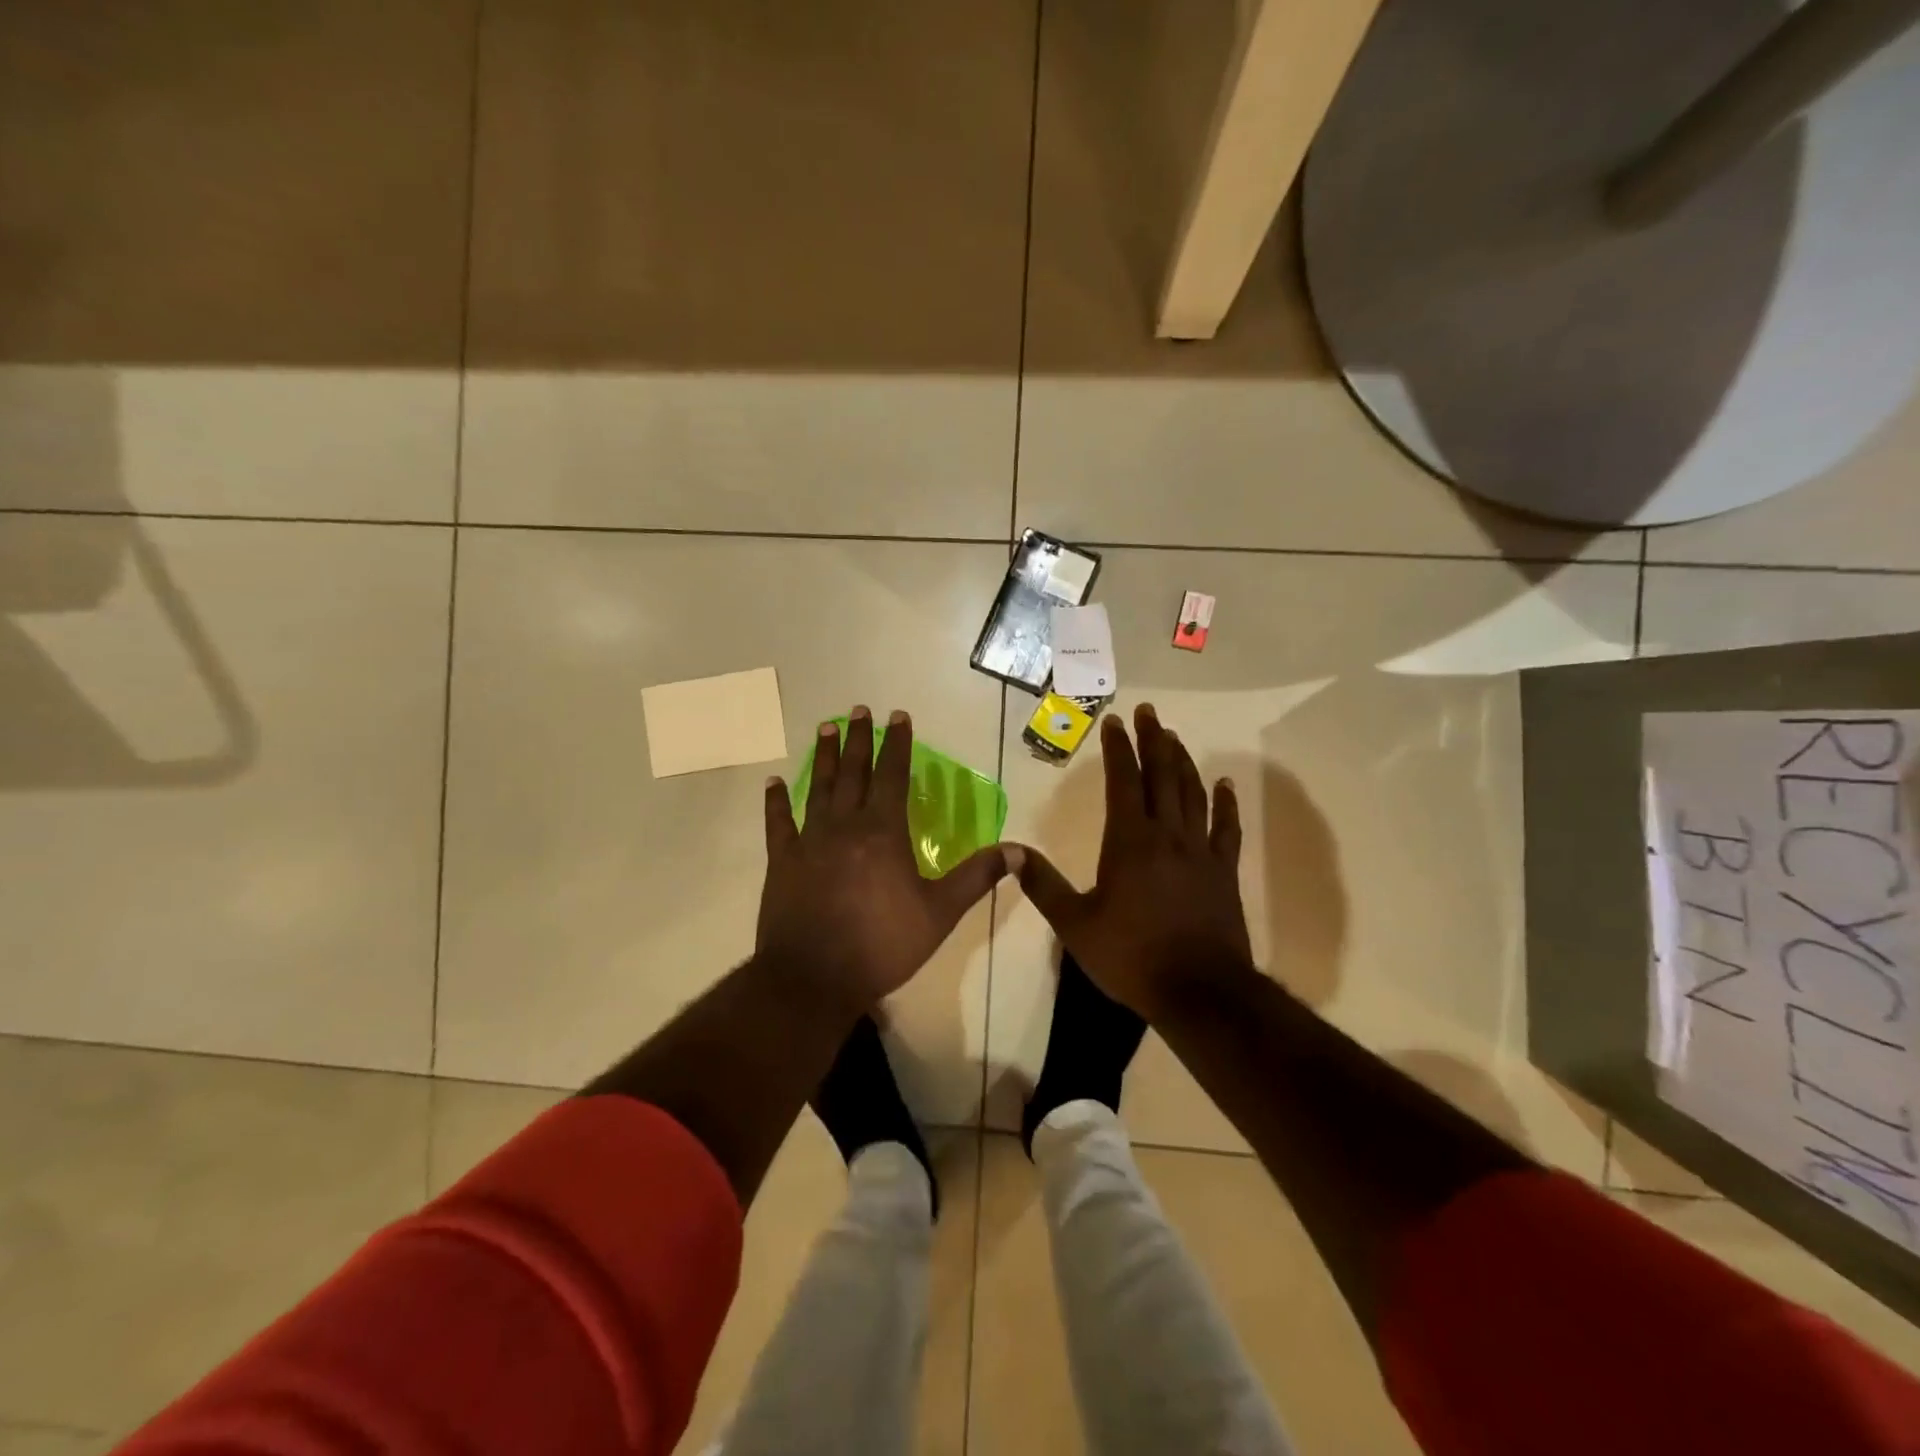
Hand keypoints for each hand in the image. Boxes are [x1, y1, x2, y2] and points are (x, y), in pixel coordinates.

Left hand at [759, 705, 1016, 1015]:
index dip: (897, 745)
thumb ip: (976, 877)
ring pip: (818, 788)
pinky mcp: (782, 861)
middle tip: (859, 710)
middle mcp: (845, 825)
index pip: (894, 776)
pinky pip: (778, 823)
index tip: (897, 717)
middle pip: (854, 773)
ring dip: (824, 757)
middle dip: (859, 739)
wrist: (813, 977)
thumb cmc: (882, 944)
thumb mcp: (940, 913)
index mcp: (883, 831)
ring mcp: (809, 841)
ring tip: (826, 728)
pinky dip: (775, 801)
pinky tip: (774, 782)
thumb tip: (1016, 850)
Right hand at [1015, 703, 1251, 1020]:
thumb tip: (1010, 852)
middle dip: (1153, 741)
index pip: (1123, 782)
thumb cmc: (1131, 956)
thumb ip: (1043, 885)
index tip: (1116, 722)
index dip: (1118, 749)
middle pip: (1162, 776)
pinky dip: (1226, 803)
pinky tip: (1225, 785)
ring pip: (1193, 793)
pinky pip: (1227, 828)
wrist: (1198, 991)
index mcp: (1129, 842)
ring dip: (1183, 762)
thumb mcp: (1075, 925)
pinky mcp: (1224, 872)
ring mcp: (1200, 851)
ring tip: (1174, 737)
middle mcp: (1167, 835)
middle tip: (1149, 712)